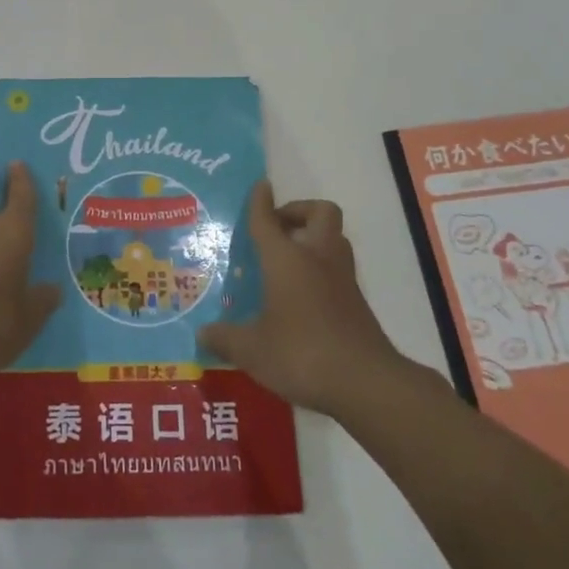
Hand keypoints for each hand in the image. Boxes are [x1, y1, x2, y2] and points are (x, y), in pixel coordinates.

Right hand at [198, 181, 404, 416]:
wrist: (366, 382)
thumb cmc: (301, 353)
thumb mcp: (252, 350)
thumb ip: (226, 339)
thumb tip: (202, 334)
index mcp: (286, 259)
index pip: (268, 220)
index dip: (260, 201)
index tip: (260, 186)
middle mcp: (317, 258)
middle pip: (320, 213)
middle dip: (299, 211)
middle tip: (277, 228)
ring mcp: (342, 279)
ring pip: (334, 239)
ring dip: (314, 238)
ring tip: (288, 260)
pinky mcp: (357, 303)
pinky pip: (338, 269)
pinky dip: (322, 270)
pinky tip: (302, 296)